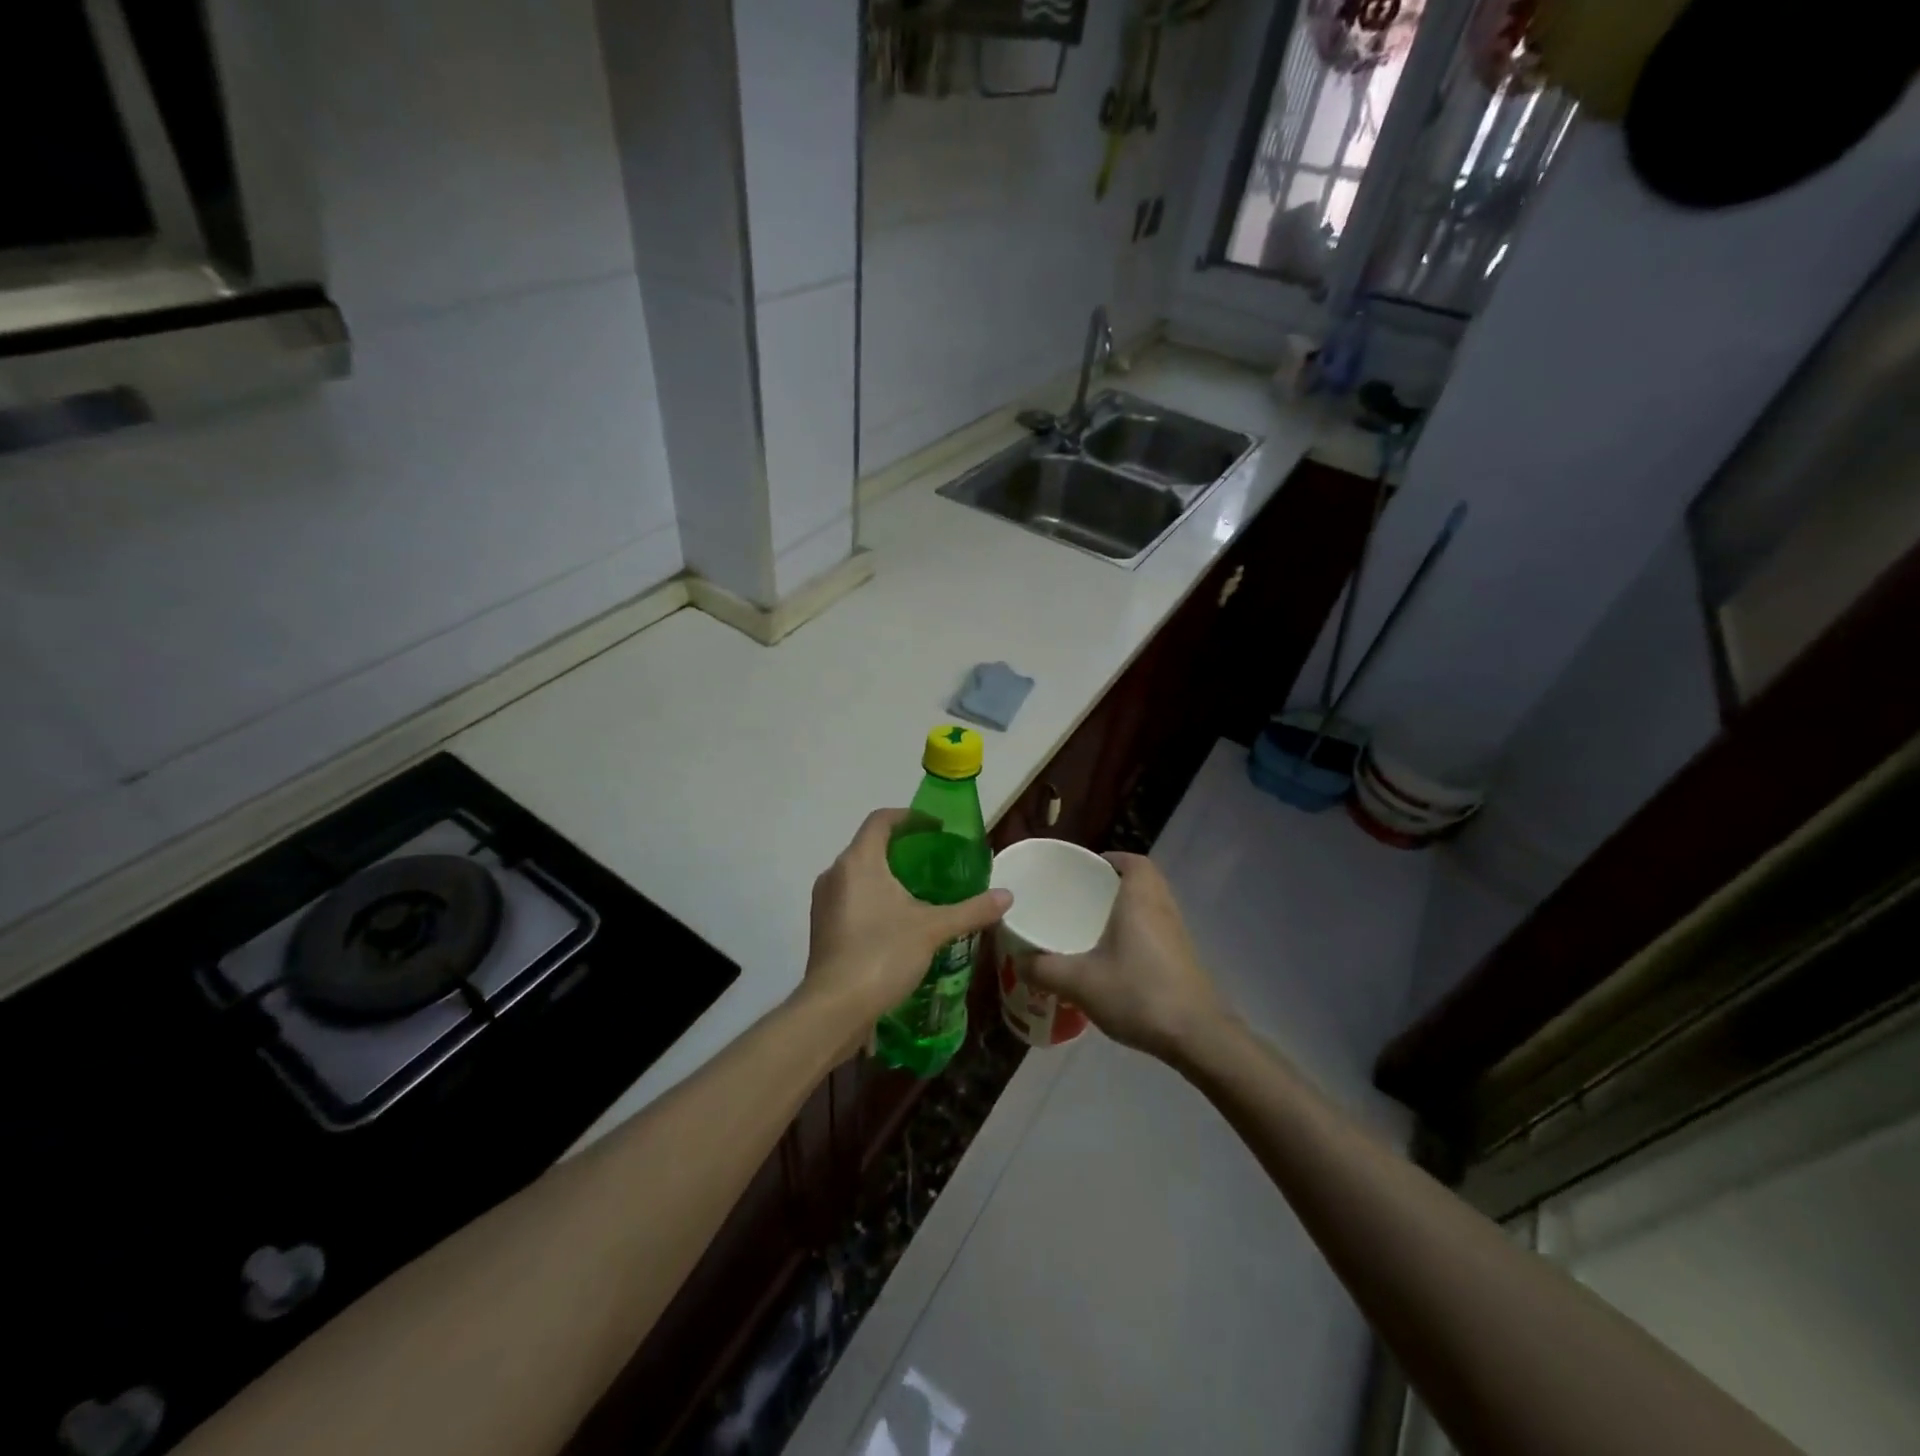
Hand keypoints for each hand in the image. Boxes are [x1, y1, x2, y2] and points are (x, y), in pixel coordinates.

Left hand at [800, 808, 1010, 1031]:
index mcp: (859, 861)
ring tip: (919, 890)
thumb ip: (971, 910)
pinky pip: (851, 897)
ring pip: (858, 873)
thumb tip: (1007, 896)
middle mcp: (836, 873)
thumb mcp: (933, 929)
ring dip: (887, 874)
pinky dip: (873, 896)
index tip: (936, 828)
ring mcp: (824, 901)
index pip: (881, 820)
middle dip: (902, 848)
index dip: (910, 817)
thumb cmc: (882, 955)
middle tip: (934, 860)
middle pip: (869, 845)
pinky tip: (897, 921)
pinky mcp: (822, 926)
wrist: (834, 1009)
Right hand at [1025, 852, 1227, 1063]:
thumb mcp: (1080, 982)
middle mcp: (1163, 908)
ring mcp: (1178, 935)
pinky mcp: (1184, 959)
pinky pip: (1158, 931)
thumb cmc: (1138, 994)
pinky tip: (1115, 958)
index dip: (1113, 858)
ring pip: (1152, 907)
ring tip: (1094, 925)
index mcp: (1140, 900)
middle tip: (1084, 896)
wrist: (1197, 1036)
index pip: (1134, 861)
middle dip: (1115, 883)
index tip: (1087, 869)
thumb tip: (1018, 961)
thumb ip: (1044, 969)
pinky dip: (1138, 933)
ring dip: (1128, 909)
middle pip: (1144, 881)